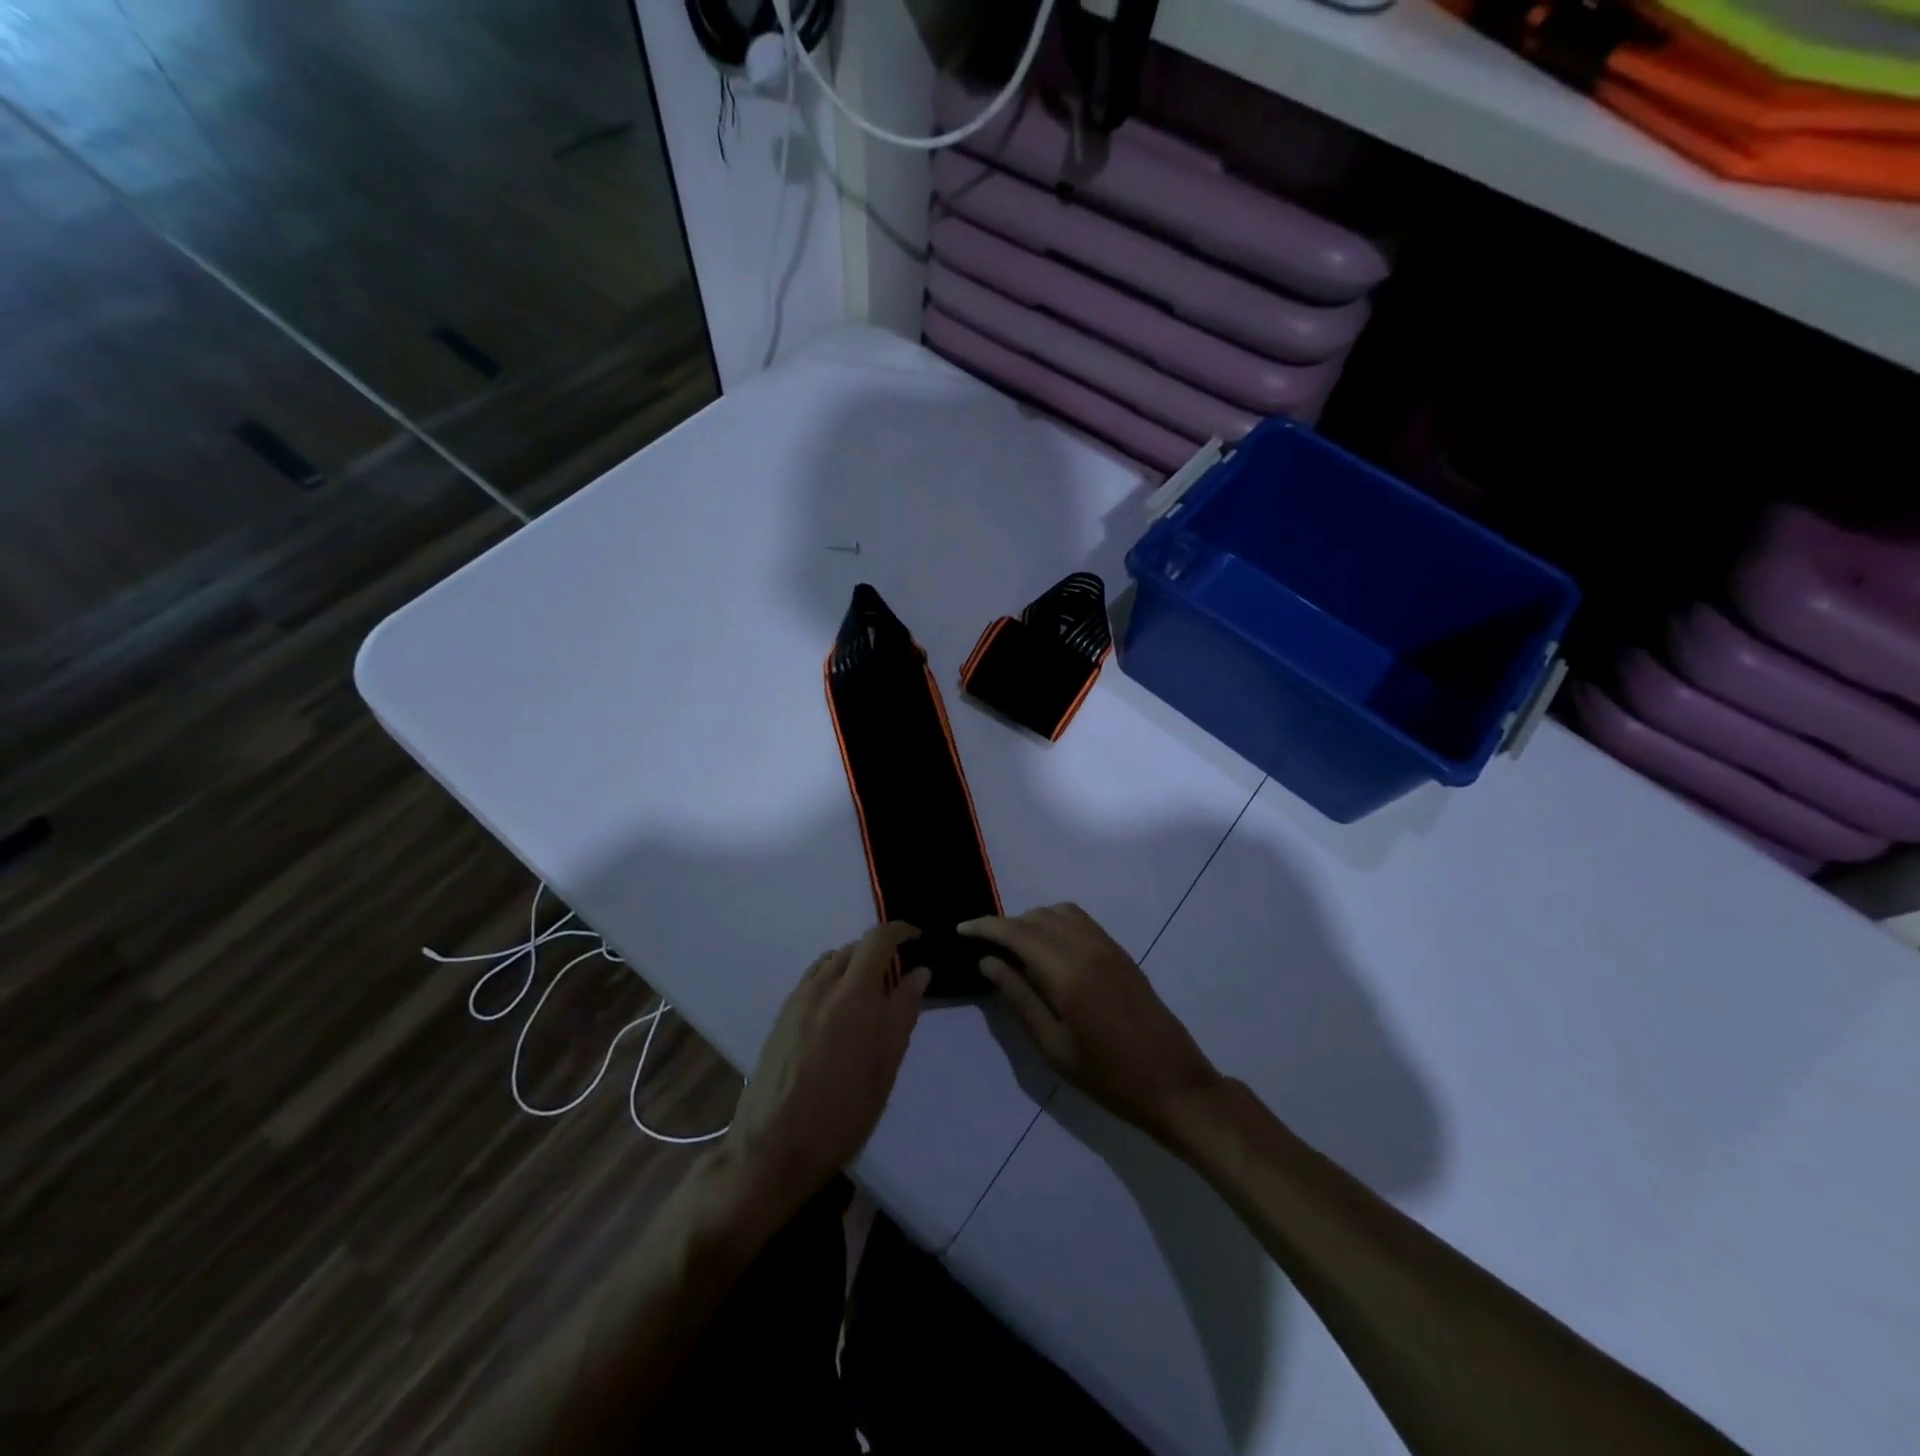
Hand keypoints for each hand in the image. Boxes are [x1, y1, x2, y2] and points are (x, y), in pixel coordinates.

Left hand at [726, 923, 930, 1215]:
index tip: (918, 939)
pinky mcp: (781, 1016)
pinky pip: (812, 980)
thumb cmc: (841, 1114)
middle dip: (880, 953)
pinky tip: (839, 1013)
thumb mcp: (885, 1067)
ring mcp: (797, 999)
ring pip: (831, 962)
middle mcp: (822, 986)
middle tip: (899, 979)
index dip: (901, 931)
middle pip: (854, 948)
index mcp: (853, 994)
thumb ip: (903, 1013)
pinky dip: (833, 980)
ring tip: (870, 996)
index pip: (878, 939)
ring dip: (854, 965)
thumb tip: (919, 972)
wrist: (772, 1149)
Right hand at [961, 903, 1219, 1136]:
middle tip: (984, 948)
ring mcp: (1107, 946)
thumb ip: (1019, 998)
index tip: (961, 930)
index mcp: (1067, 972)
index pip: (1016, 932)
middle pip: (1036, 917)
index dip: (985, 926)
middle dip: (1005, 925)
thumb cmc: (1108, 1076)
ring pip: (1058, 913)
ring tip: (1013, 949)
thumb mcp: (1053, 1046)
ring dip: (1030, 921)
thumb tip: (988, 962)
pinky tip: (1046, 948)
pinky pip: (1080, 920)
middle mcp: (1087, 947)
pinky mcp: (1120, 952)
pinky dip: (1055, 922)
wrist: (1173, 1082)